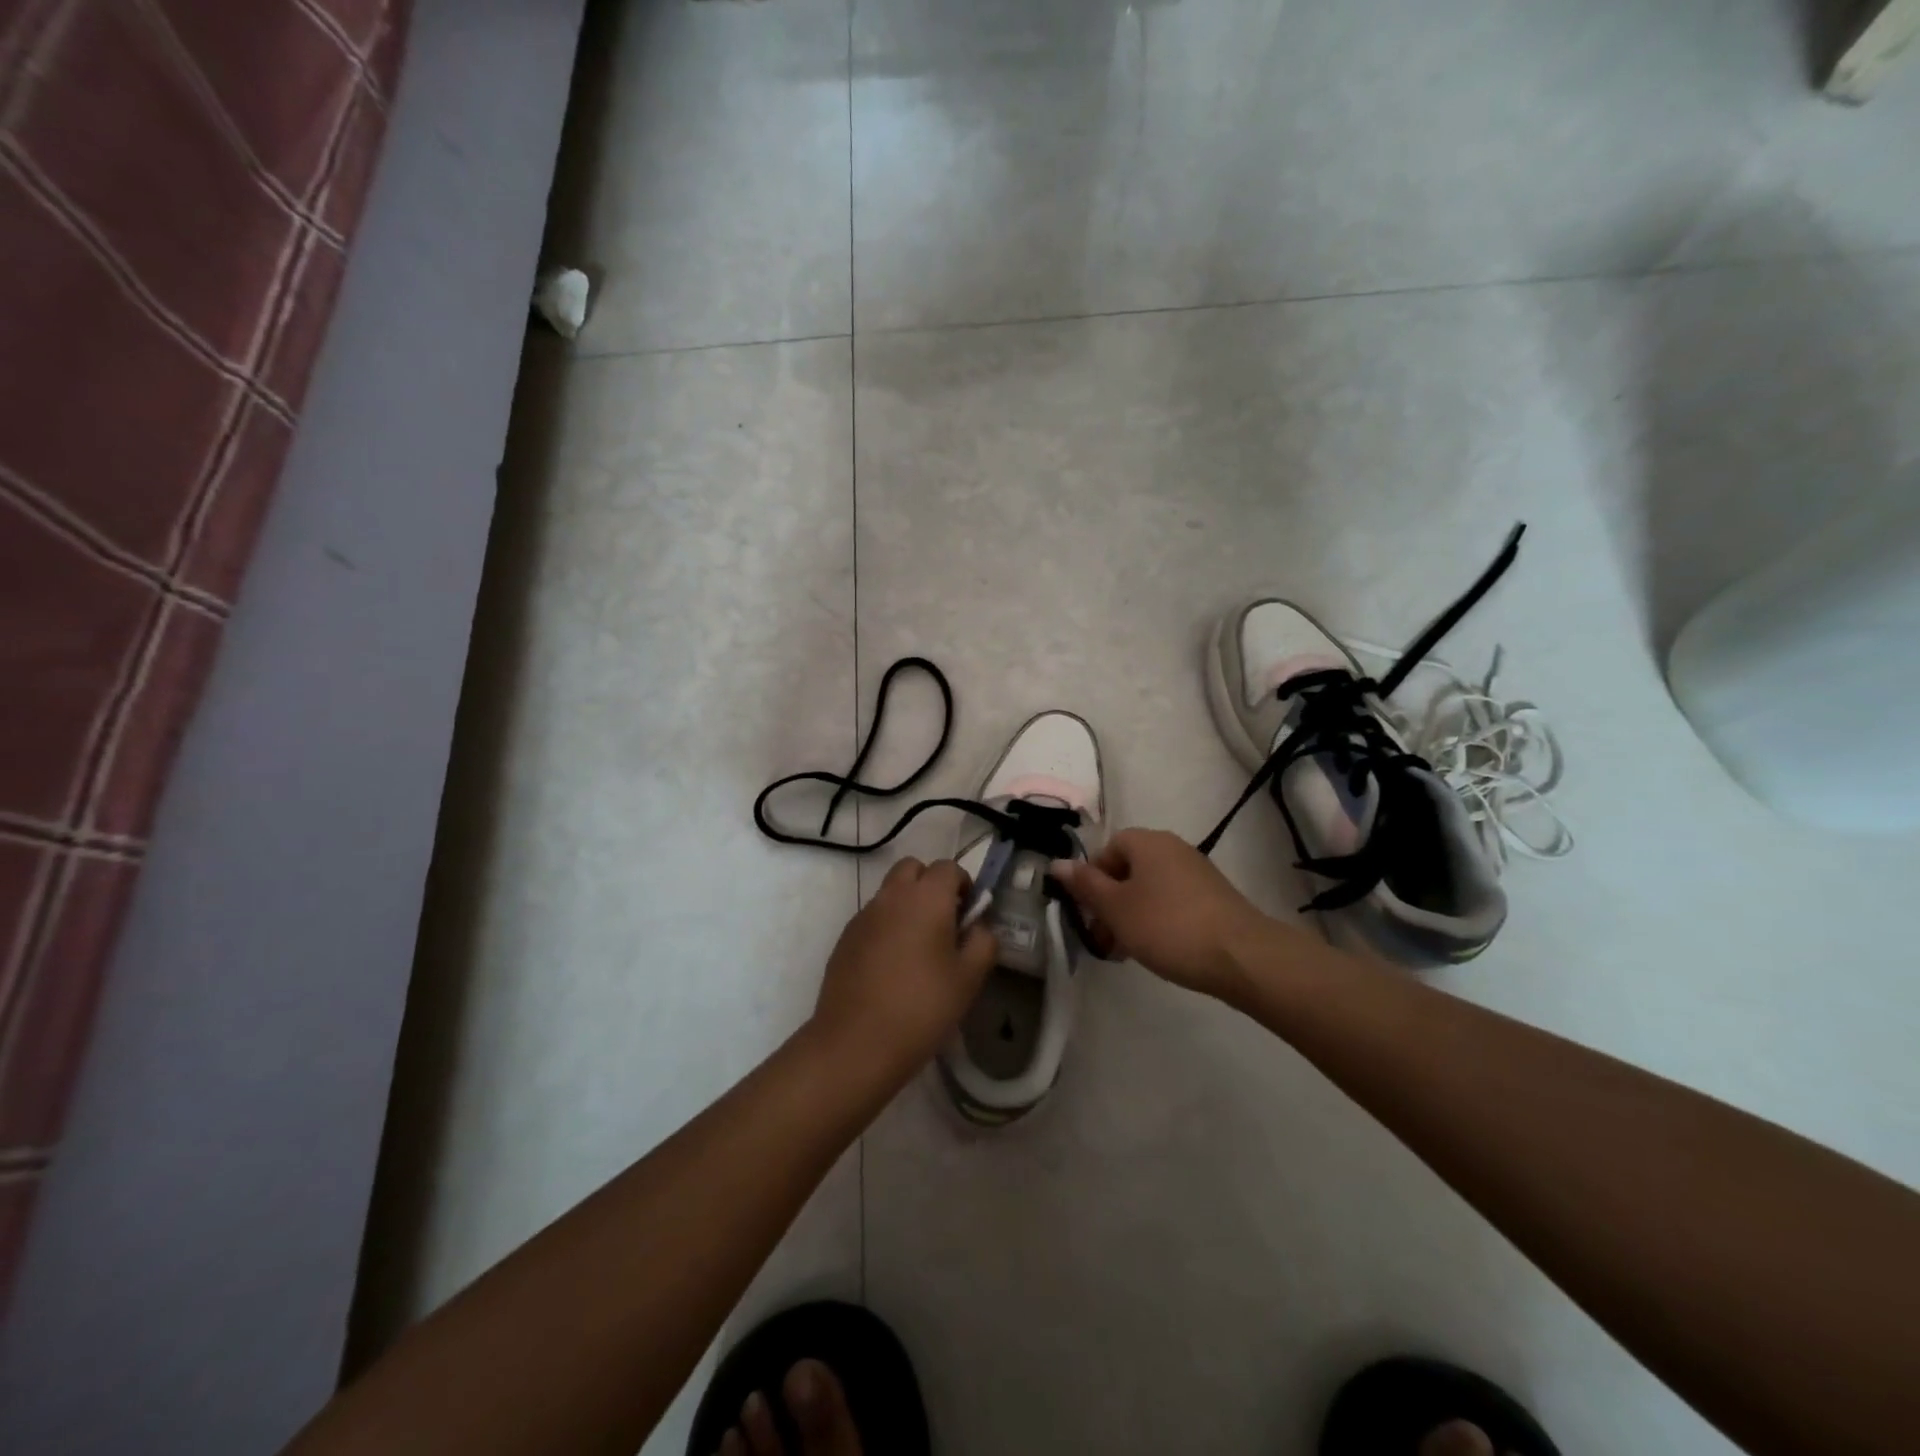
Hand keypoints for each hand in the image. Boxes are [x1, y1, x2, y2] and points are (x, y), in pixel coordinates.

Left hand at [809, 857, 997, 1083]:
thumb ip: (983, 942)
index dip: (963, 885)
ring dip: (907, 904)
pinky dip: (886, 926)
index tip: (969, 915)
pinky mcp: (844, 938)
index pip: (948, 867)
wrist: (856, 1043)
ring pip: (889, 892)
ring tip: (918, 948)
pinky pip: (872, 917)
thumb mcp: (969, 978)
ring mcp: (863, 916)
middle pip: (912, 868)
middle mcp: (891, 896)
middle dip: (930, 884)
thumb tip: (977, 926)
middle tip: (944, 922)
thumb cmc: (923, 1007)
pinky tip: (892, 967)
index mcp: (926, 898)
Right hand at [1049, 827, 1286, 1000]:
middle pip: (1128, 870)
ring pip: (1150, 889)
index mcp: (1146, 842)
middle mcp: (1172, 848)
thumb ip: (1085, 885)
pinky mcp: (1214, 897)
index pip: (1106, 850)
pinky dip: (1158, 921)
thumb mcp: (1116, 908)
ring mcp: (1197, 872)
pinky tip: (1159, 950)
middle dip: (1110, 904)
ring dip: (1132, 916)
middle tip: (1104, 940)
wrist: (1241, 956)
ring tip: (1128, 952)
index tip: (1088, 914)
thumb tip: (1056, 863)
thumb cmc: (1167, 926)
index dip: (1091, 881)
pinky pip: (1173, 902)